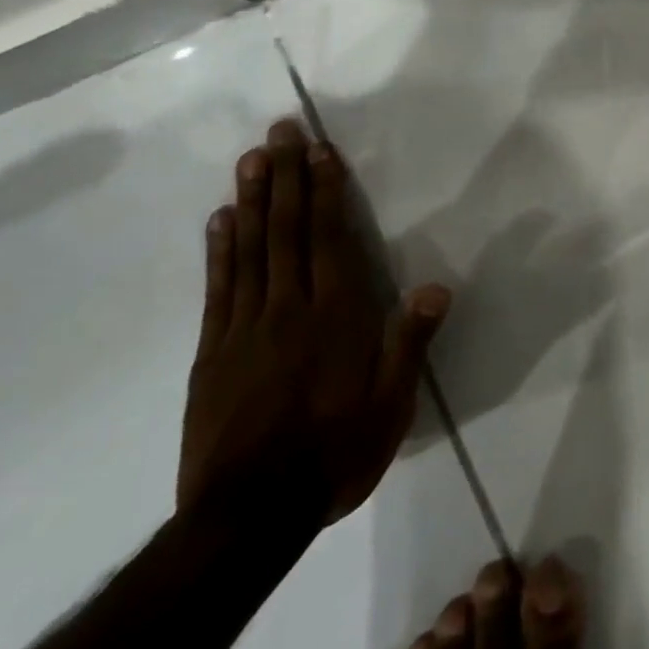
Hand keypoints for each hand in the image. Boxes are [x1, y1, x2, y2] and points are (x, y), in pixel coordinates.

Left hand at [178, 121, 449, 526]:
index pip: (330, 240)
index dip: (325, 192)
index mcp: (336, 317)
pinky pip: (219, 288)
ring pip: (250, 249)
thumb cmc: (334, 455)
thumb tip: (436, 286)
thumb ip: (409, 343)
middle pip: (286, 231)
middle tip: (278, 130)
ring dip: (252, 199)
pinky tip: (220, 219)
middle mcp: (289, 309)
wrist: (247, 518)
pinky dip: (220, 249)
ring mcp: (244, 327)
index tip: (319, 151)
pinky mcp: (212, 352)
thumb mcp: (390, 407)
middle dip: (285, 176)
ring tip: (251, 158)